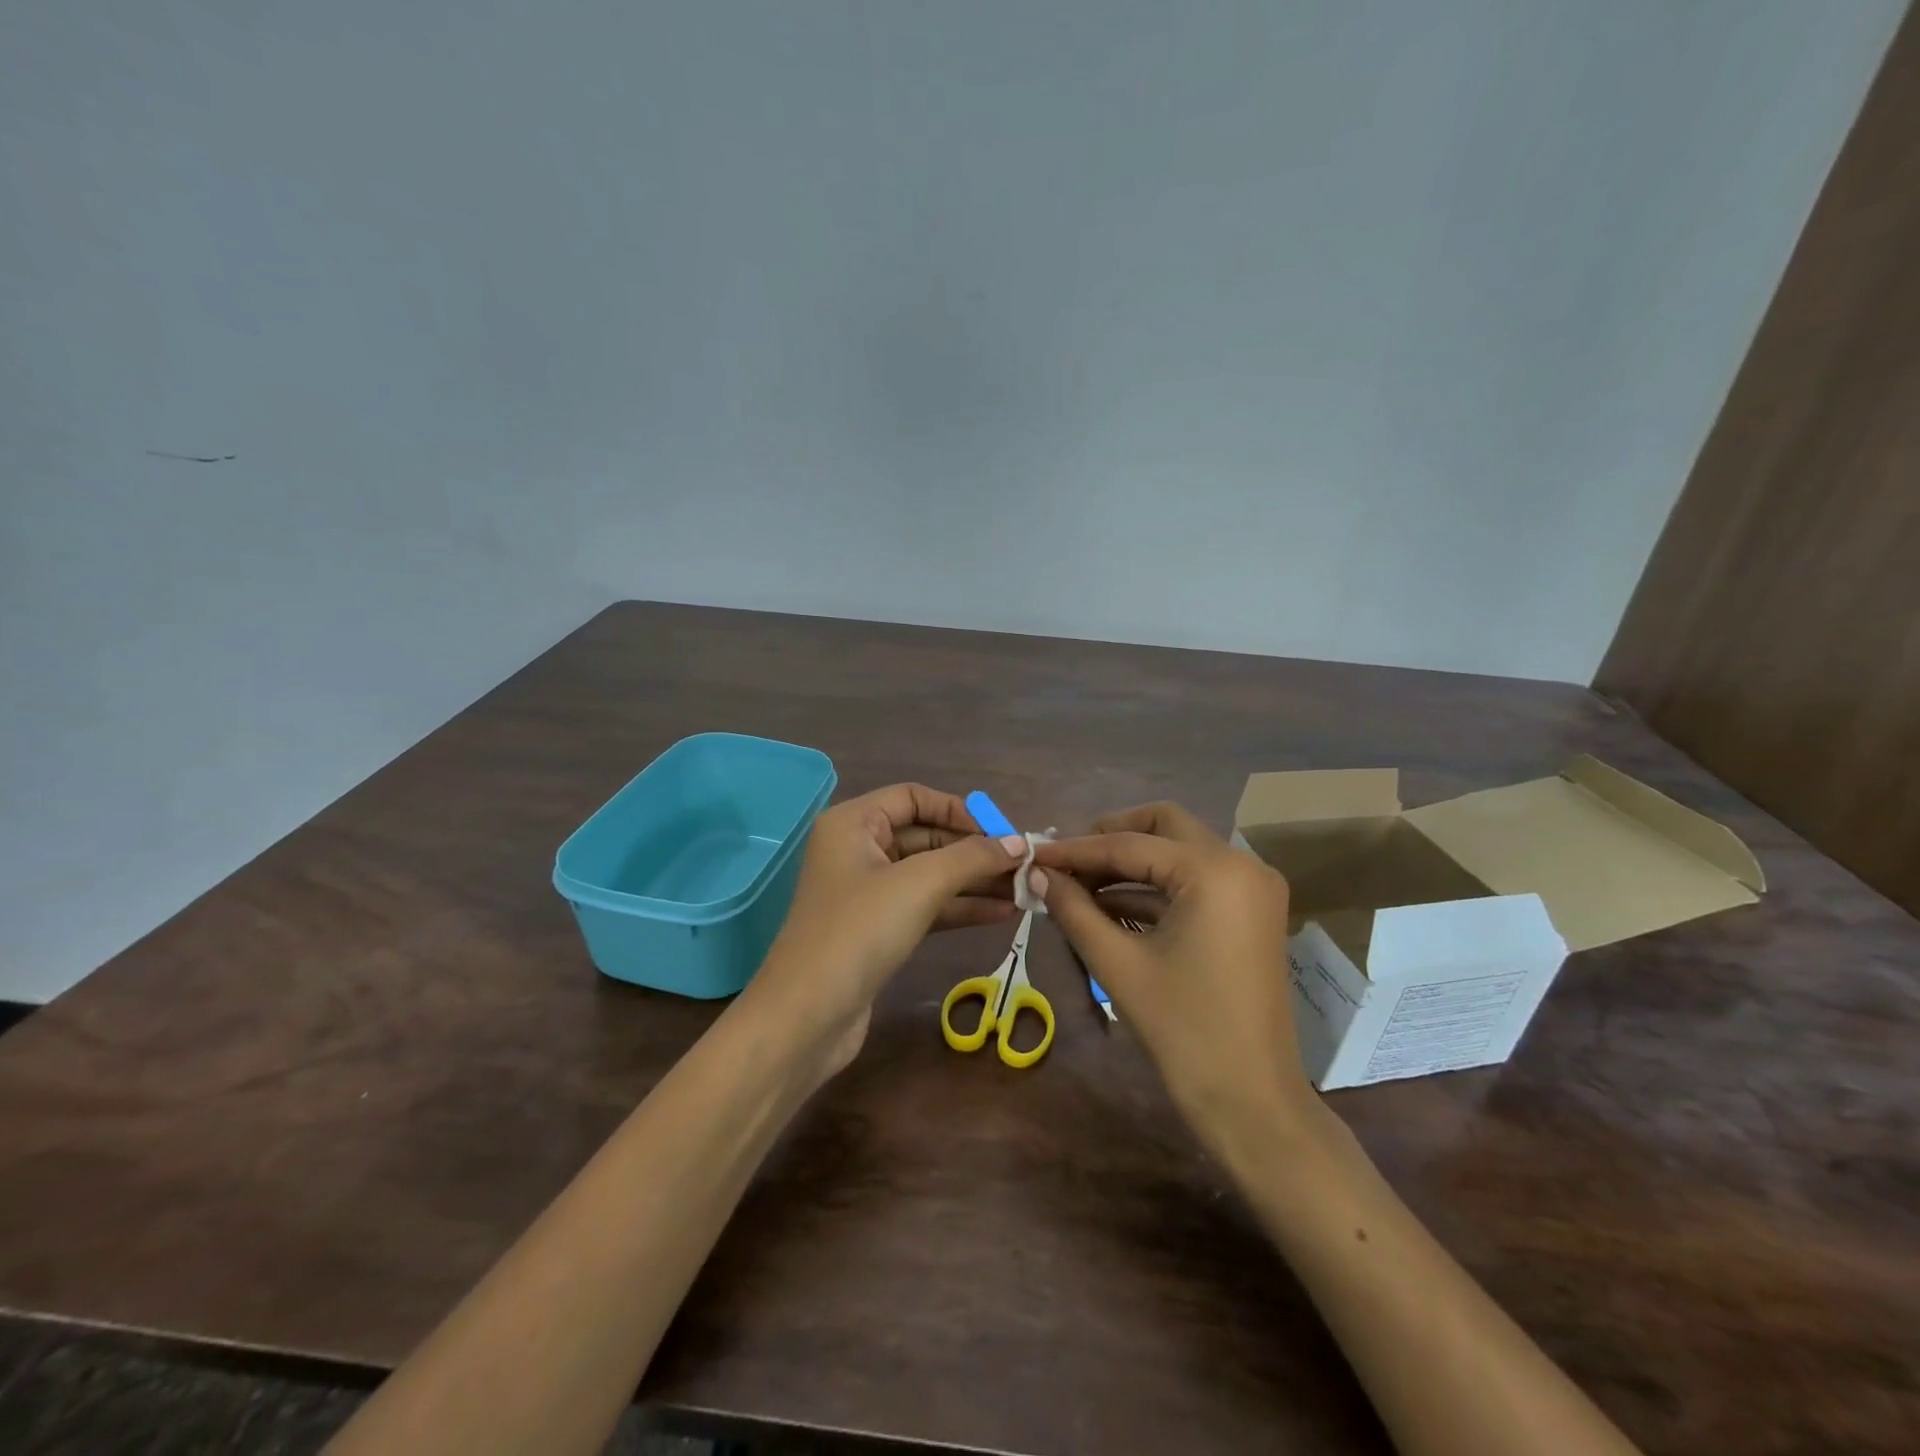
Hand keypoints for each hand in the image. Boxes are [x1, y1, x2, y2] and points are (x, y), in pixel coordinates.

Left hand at [750, 784, 1026, 1073]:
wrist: (807, 1017)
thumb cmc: (859, 932)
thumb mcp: (920, 884)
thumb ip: (972, 857)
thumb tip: (1020, 844)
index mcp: (853, 823)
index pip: (913, 797)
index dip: (959, 810)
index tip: (1002, 833)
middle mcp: (857, 850)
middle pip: (925, 836)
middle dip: (974, 850)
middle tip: (1024, 865)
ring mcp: (866, 892)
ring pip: (929, 874)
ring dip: (974, 881)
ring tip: (1024, 890)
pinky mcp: (877, 929)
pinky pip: (926, 906)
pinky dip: (960, 908)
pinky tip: (1002, 914)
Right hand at [1032, 802, 1316, 1143]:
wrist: (1251, 1102)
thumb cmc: (1183, 1031)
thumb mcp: (1118, 964)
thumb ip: (1074, 909)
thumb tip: (1038, 875)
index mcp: (1214, 870)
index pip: (1130, 844)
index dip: (1076, 850)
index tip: (1034, 855)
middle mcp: (1241, 863)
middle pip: (1163, 827)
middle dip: (1110, 838)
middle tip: (1065, 861)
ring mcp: (1251, 888)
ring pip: (1178, 852)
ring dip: (1129, 865)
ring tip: (1076, 886)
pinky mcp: (1250, 912)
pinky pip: (1193, 881)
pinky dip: (1153, 888)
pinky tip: (1108, 905)